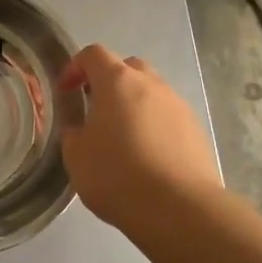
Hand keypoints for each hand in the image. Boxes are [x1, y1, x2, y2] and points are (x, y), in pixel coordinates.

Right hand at [58, 44, 222, 234]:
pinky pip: (168, 118)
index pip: (93, 54)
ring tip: (122, 138)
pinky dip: (154, 127)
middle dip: (109, 82)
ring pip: (151, 93)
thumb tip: (82, 130)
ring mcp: (178, 106)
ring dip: (134, 105)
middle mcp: (151, 85)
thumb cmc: (117, 175)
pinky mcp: (196, 131)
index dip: (75, 67)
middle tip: (95, 109)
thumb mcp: (76, 156)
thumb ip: (74, 134)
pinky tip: (147, 157)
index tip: (65, 91)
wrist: (179, 208)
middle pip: (128, 68)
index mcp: (117, 82)